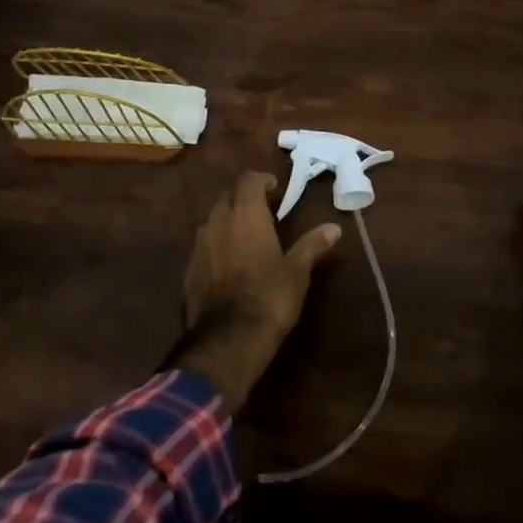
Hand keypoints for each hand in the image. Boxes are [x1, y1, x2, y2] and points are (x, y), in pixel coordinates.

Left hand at [171, 172, 342, 410]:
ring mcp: (199, 246)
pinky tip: (229, 263)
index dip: (262, 181)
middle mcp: (218, 222)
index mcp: (245, 214)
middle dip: (244, 198)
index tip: (276, 190)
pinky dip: (216, 245)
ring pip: (212, 220)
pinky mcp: (188, 270)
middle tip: (264, 211)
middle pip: (227, 196)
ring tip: (247, 235)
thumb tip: (334, 227)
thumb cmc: (269, 298)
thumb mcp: (297, 271)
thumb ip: (312, 245)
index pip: (248, 180)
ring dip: (228, 220)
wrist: (227, 341)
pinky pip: (203, 245)